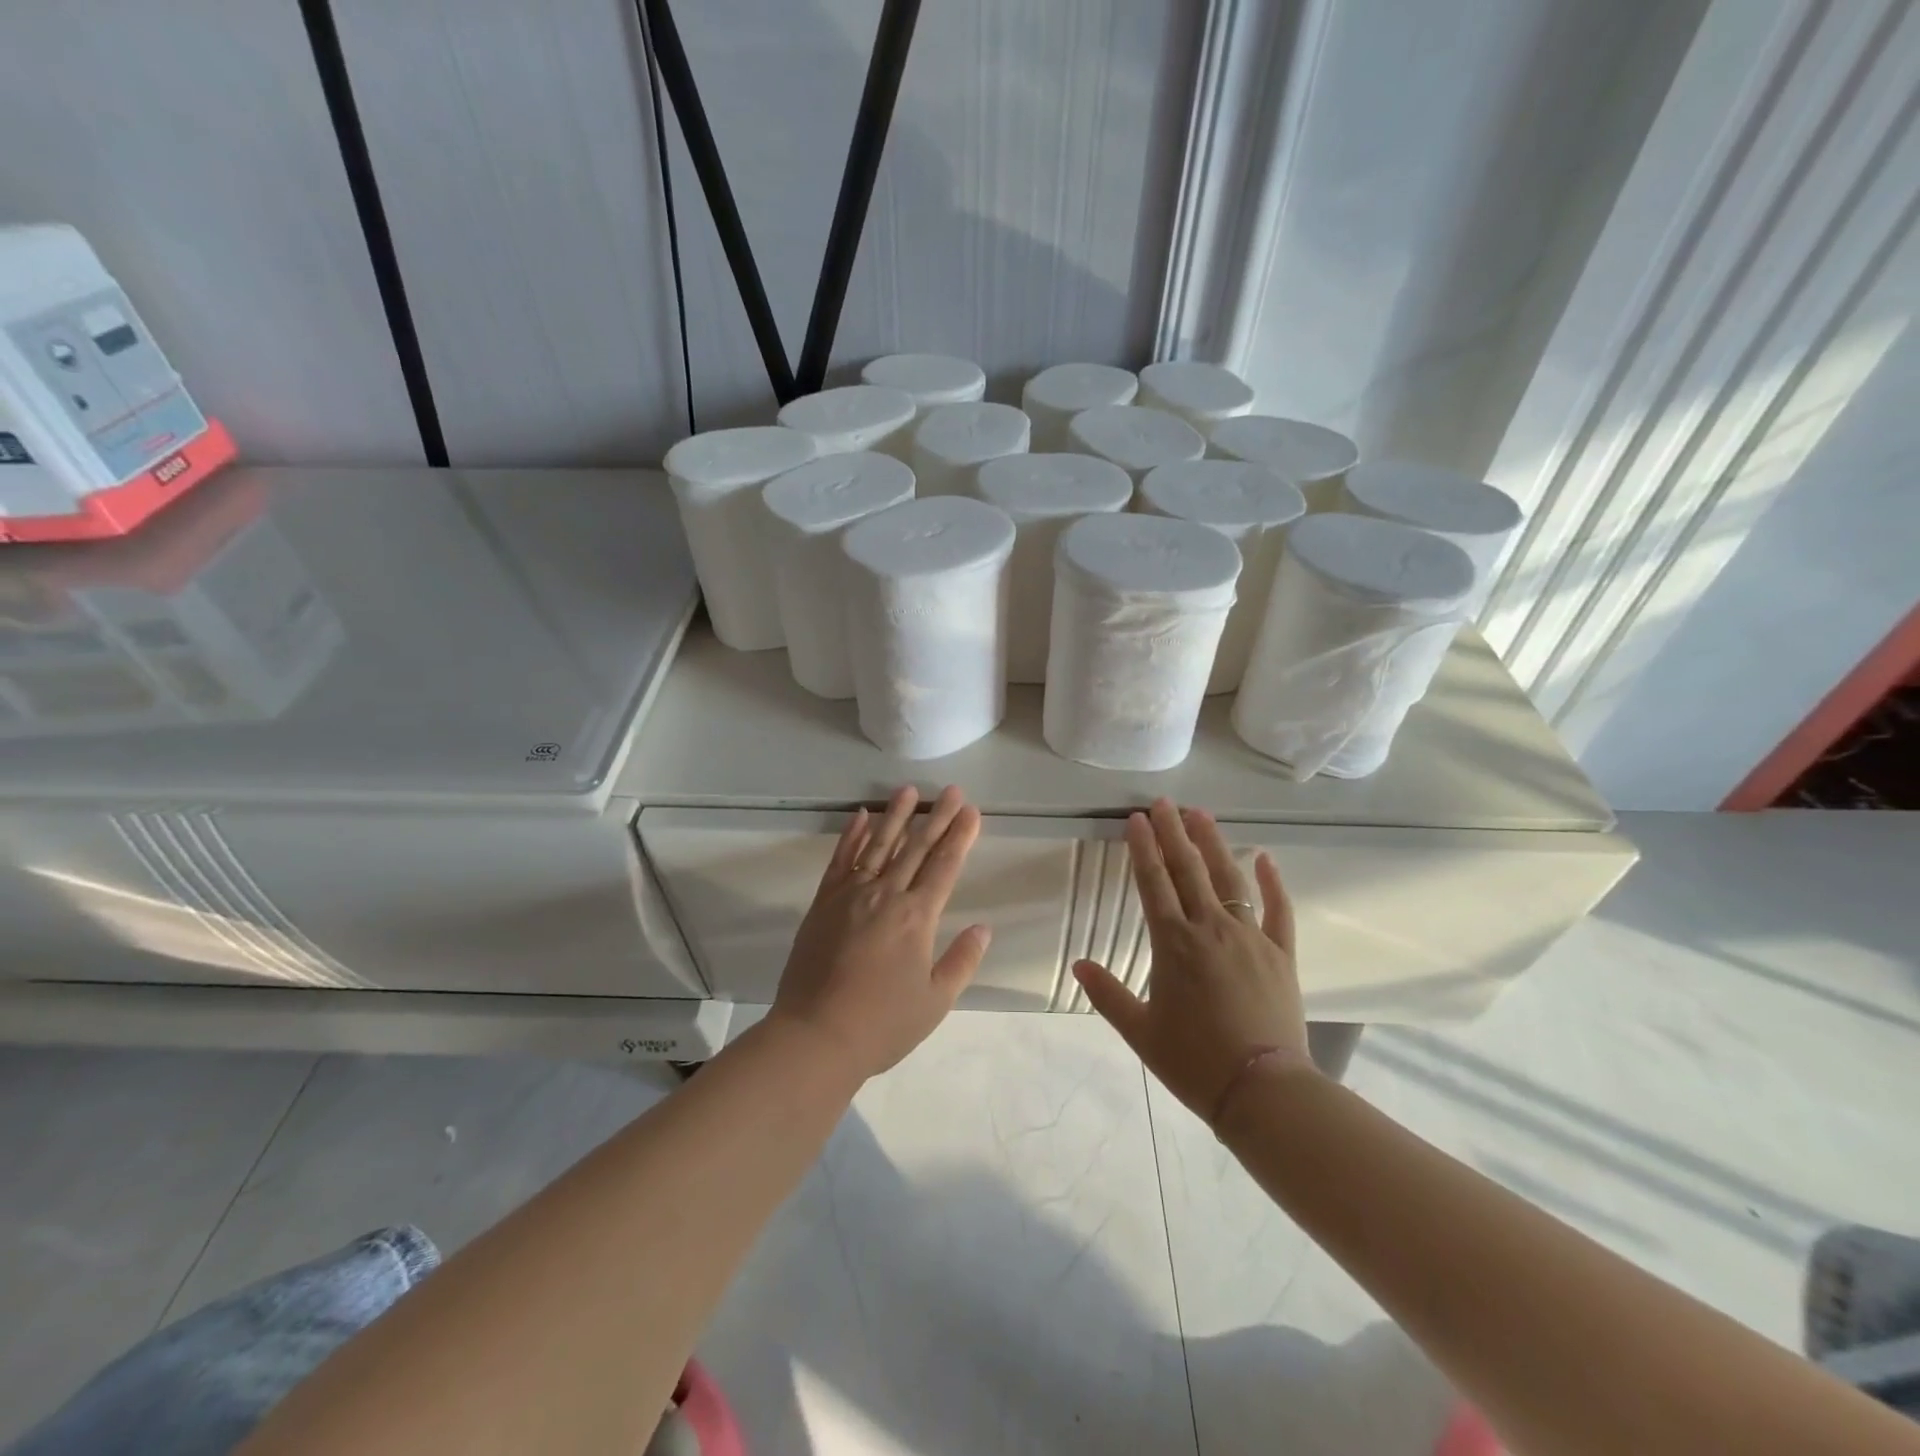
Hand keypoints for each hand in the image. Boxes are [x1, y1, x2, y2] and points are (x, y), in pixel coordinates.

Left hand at [769, 785, 990, 1079]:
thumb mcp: (935, 1001)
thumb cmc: (882, 1024)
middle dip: (936, 817)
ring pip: (879, 845)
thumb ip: (962, 960)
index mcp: (916, 917)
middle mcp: (886, 895)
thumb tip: (984, 927)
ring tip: (909, 790)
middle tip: (951, 790)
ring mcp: (851, 895)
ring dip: (896, 815)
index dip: (959, 836)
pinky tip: (861, 816)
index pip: (944, 866)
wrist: (815, 1036)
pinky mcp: (824, 902)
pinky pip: (840, 860)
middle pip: (916, 847)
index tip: (971, 811)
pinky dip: (852, 836)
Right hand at [1073, 799, 1312, 1119]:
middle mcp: (1211, 928)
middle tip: (1164, 802)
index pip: (1153, 882)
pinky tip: (1264, 857)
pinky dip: (1273, 881)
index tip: (1136, 818)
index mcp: (1174, 943)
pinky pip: (1278, 909)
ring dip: (1213, 843)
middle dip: (1173, 832)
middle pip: (1188, 869)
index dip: (1143, 847)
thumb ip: (1107, 994)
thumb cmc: (1193, 1061)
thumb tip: (1079, 965)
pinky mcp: (1281, 953)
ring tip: (1201, 814)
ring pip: (1230, 878)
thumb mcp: (1140, 1031)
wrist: (1262, 1091)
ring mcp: (1250, 937)